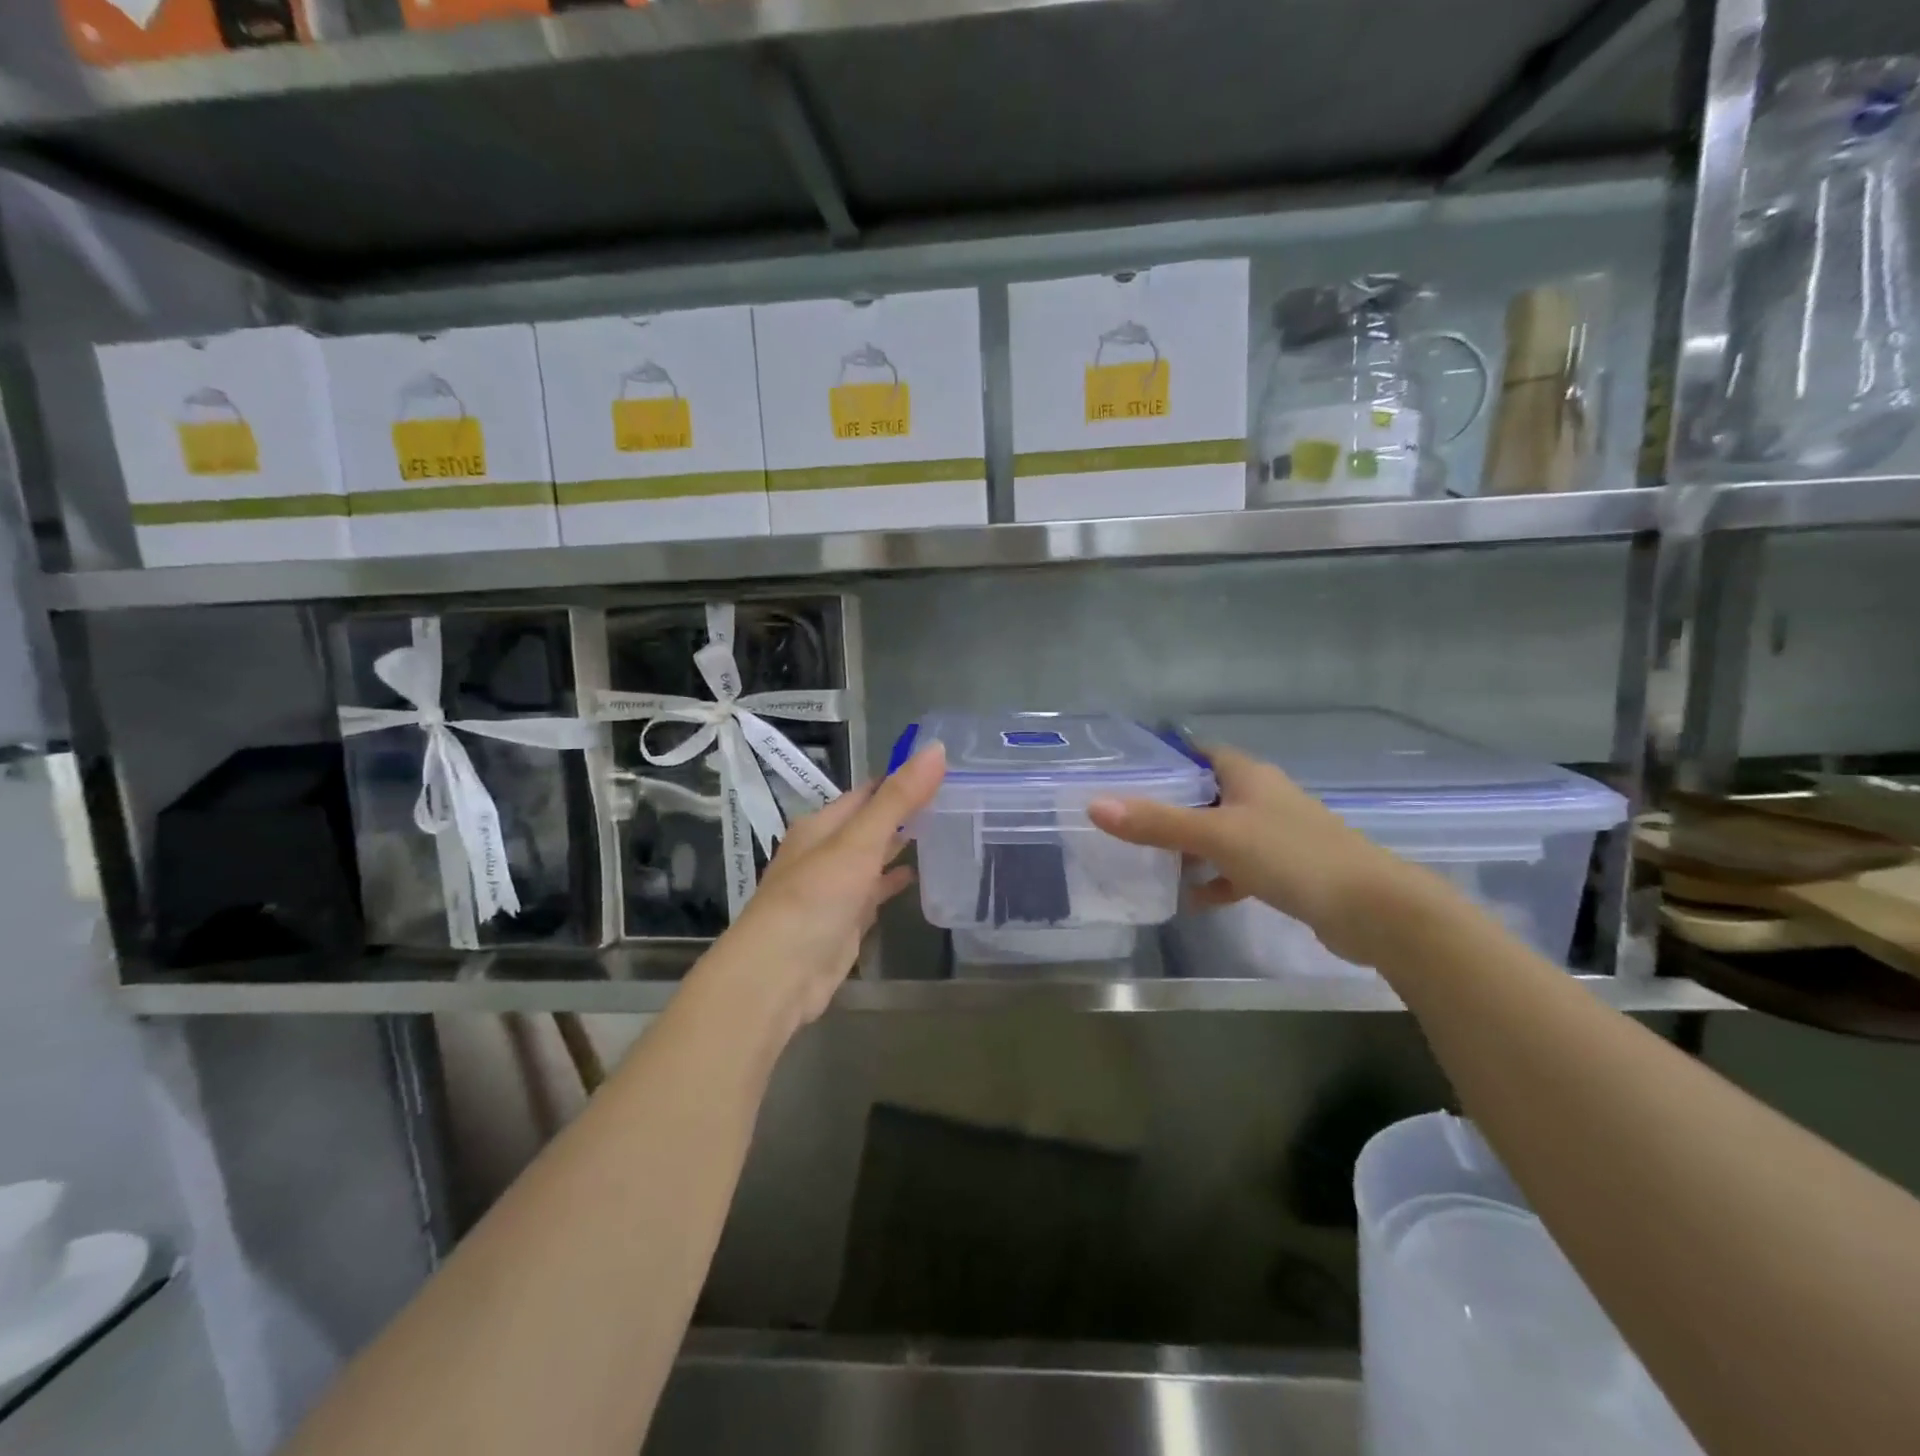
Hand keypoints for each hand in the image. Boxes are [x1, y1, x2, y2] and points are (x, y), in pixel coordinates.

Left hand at [699, 745, 946, 1032]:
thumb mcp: (859, 841)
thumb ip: (898, 799)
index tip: (942, 769)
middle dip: (904, 812)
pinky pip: (873, 892)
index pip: (867, 792)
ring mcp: (834, 888)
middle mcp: (825, 852)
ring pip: (872, 858)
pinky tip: (916, 876)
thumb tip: (936, 749)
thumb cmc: (815, 898)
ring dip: (899, 846)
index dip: (900, 779)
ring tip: (943, 831)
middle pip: (870, 824)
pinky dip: (892, 881)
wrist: (779, 973)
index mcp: (821, 825)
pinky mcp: (844, 921)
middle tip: (952, 799)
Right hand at [1088, 743, 1418, 965]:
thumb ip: (1156, 823)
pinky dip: (1218, 879)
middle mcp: (1264, 798)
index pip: (1201, 753)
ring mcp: (1279, 835)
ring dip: (1192, 847)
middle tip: (1129, 822)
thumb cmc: (1292, 857)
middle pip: (1208, 795)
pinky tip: (1195, 899)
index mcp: (1249, 775)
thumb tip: (1095, 806)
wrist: (1374, 910)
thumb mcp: (1217, 836)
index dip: (1168, 760)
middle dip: (1171, 808)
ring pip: (1223, 833)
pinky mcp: (1289, 870)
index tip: (1130, 774)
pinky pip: (1241, 867)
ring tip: (1151, 862)